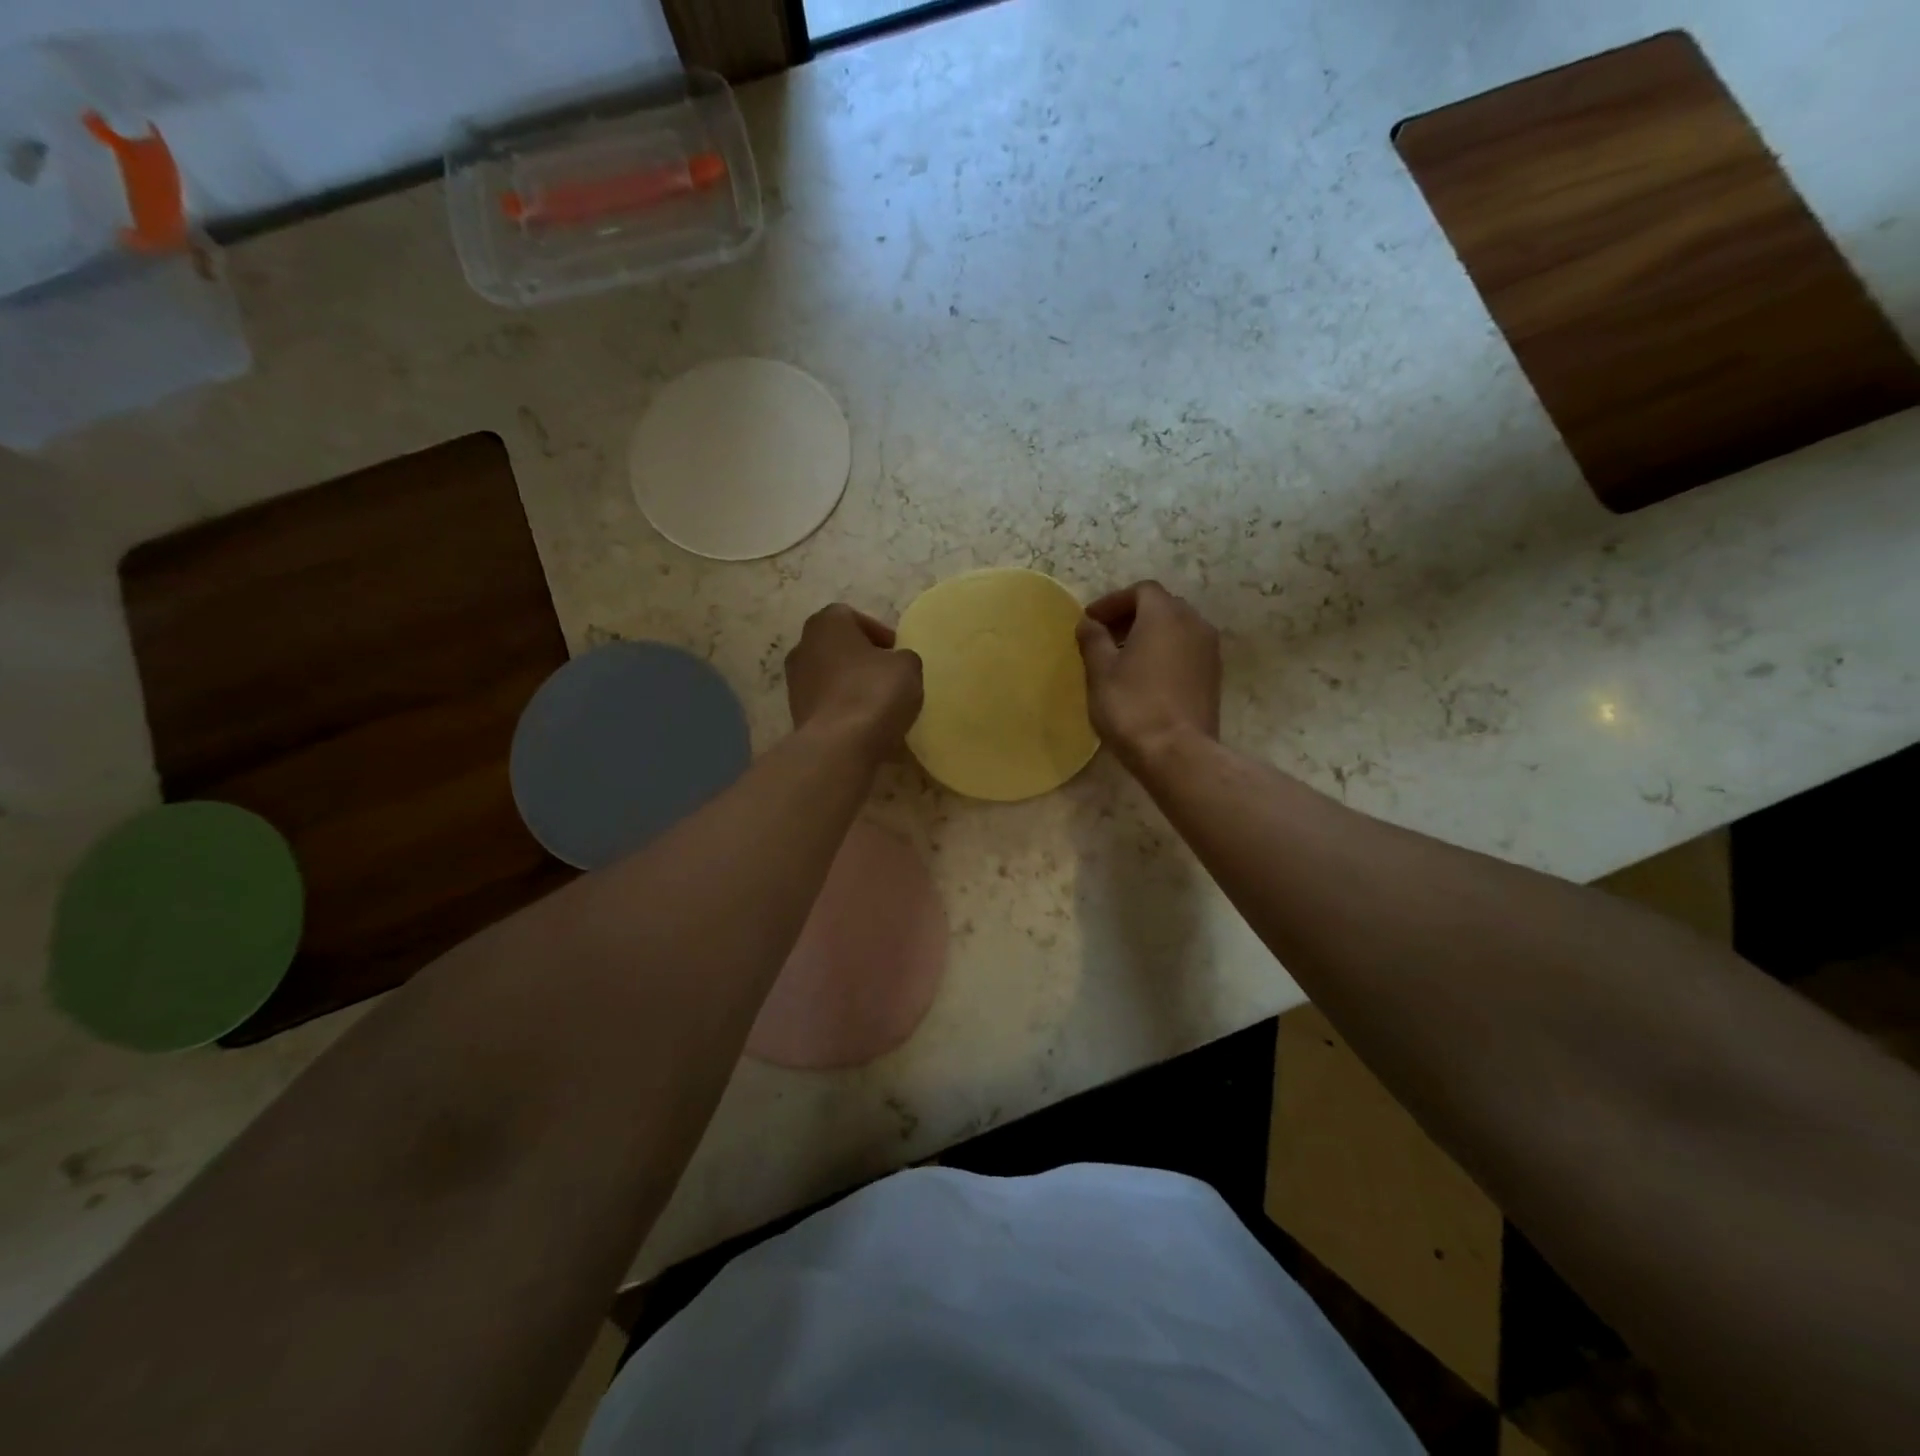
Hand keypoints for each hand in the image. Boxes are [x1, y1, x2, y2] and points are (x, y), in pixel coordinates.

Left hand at [785, 604, 923, 762]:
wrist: (839, 745)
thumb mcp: (908, 667)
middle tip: (888, 675)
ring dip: (851, 685)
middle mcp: (803, 646)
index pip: (853, 617)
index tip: (896, 652)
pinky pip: (826, 704)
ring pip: (830, 677)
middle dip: (862, 659)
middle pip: (837, 647)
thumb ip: (903, 657)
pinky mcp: (796, 714)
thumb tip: (896, 663)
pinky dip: (843, 709)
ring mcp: (794, 682)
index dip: (878, 633)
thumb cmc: (874, 692)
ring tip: (879, 704)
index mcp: (827, 624)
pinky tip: (864, 725)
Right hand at [1075, 581, 1220, 767]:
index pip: (1140, 591)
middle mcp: (1194, 623)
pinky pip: (1187, 651)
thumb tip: (1089, 623)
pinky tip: (1146, 677)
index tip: (1090, 622)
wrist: (1178, 753)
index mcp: (1164, 615)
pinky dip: (1166, 653)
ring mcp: (1209, 650)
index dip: (1113, 602)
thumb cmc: (1132, 707)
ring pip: (1177, 629)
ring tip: (1124, 659)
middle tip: (1105, 637)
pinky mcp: (1214, 676)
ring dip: (1150, 635)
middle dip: (1132, 616)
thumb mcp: (1100, 672)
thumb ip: (1093, 640)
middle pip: (1161, 606)